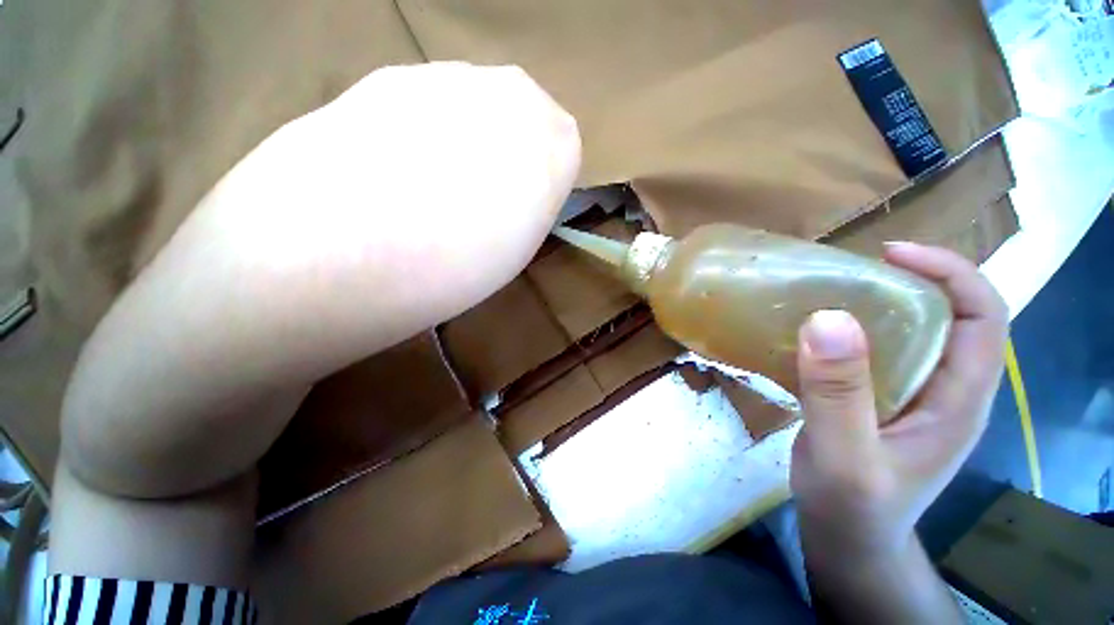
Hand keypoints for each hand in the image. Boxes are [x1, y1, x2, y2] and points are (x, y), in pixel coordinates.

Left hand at [62, 63, 580, 496]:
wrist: (294, 275)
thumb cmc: (431, 275)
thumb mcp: (513, 248)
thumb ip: (539, 195)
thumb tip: (538, 172)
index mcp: (529, 136)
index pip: (564, 137)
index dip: (550, 177)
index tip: (530, 212)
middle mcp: (480, 90)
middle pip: (523, 108)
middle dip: (520, 153)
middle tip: (494, 204)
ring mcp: (417, 81)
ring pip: (474, 103)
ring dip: (475, 145)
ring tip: (447, 198)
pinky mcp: (365, 90)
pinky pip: (425, 107)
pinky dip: (431, 140)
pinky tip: (405, 181)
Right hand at [790, 243, 1007, 622]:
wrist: (847, 541)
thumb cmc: (853, 508)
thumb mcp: (845, 456)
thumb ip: (839, 393)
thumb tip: (829, 318)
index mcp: (958, 400)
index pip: (983, 317)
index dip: (949, 273)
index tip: (890, 254)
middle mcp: (944, 390)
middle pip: (949, 317)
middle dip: (909, 282)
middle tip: (848, 271)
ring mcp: (912, 396)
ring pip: (910, 333)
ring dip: (875, 305)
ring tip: (826, 293)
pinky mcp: (880, 401)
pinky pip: (875, 353)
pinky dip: (850, 332)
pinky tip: (814, 333)